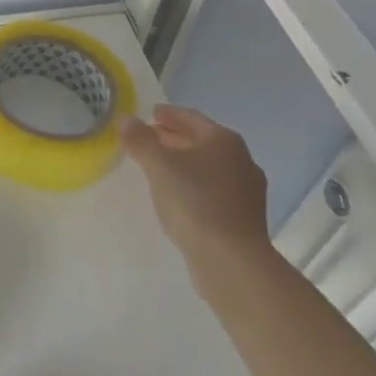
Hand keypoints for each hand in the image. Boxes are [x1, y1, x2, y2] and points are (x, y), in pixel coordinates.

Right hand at [122, 104, 270, 264]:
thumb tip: (127, 120)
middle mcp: (241, 160)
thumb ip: (140, 139)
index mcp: (223, 140)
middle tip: (149, 138)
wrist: (232, 262)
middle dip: (174, 138)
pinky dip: (195, 185)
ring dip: (184, 163)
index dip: (168, 114)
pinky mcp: (246, 218)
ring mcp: (247, 191)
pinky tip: (178, 195)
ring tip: (158, 167)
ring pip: (208, 166)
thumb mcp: (158, 165)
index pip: (190, 117)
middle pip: (201, 141)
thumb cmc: (194, 202)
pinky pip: (214, 190)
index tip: (149, 114)